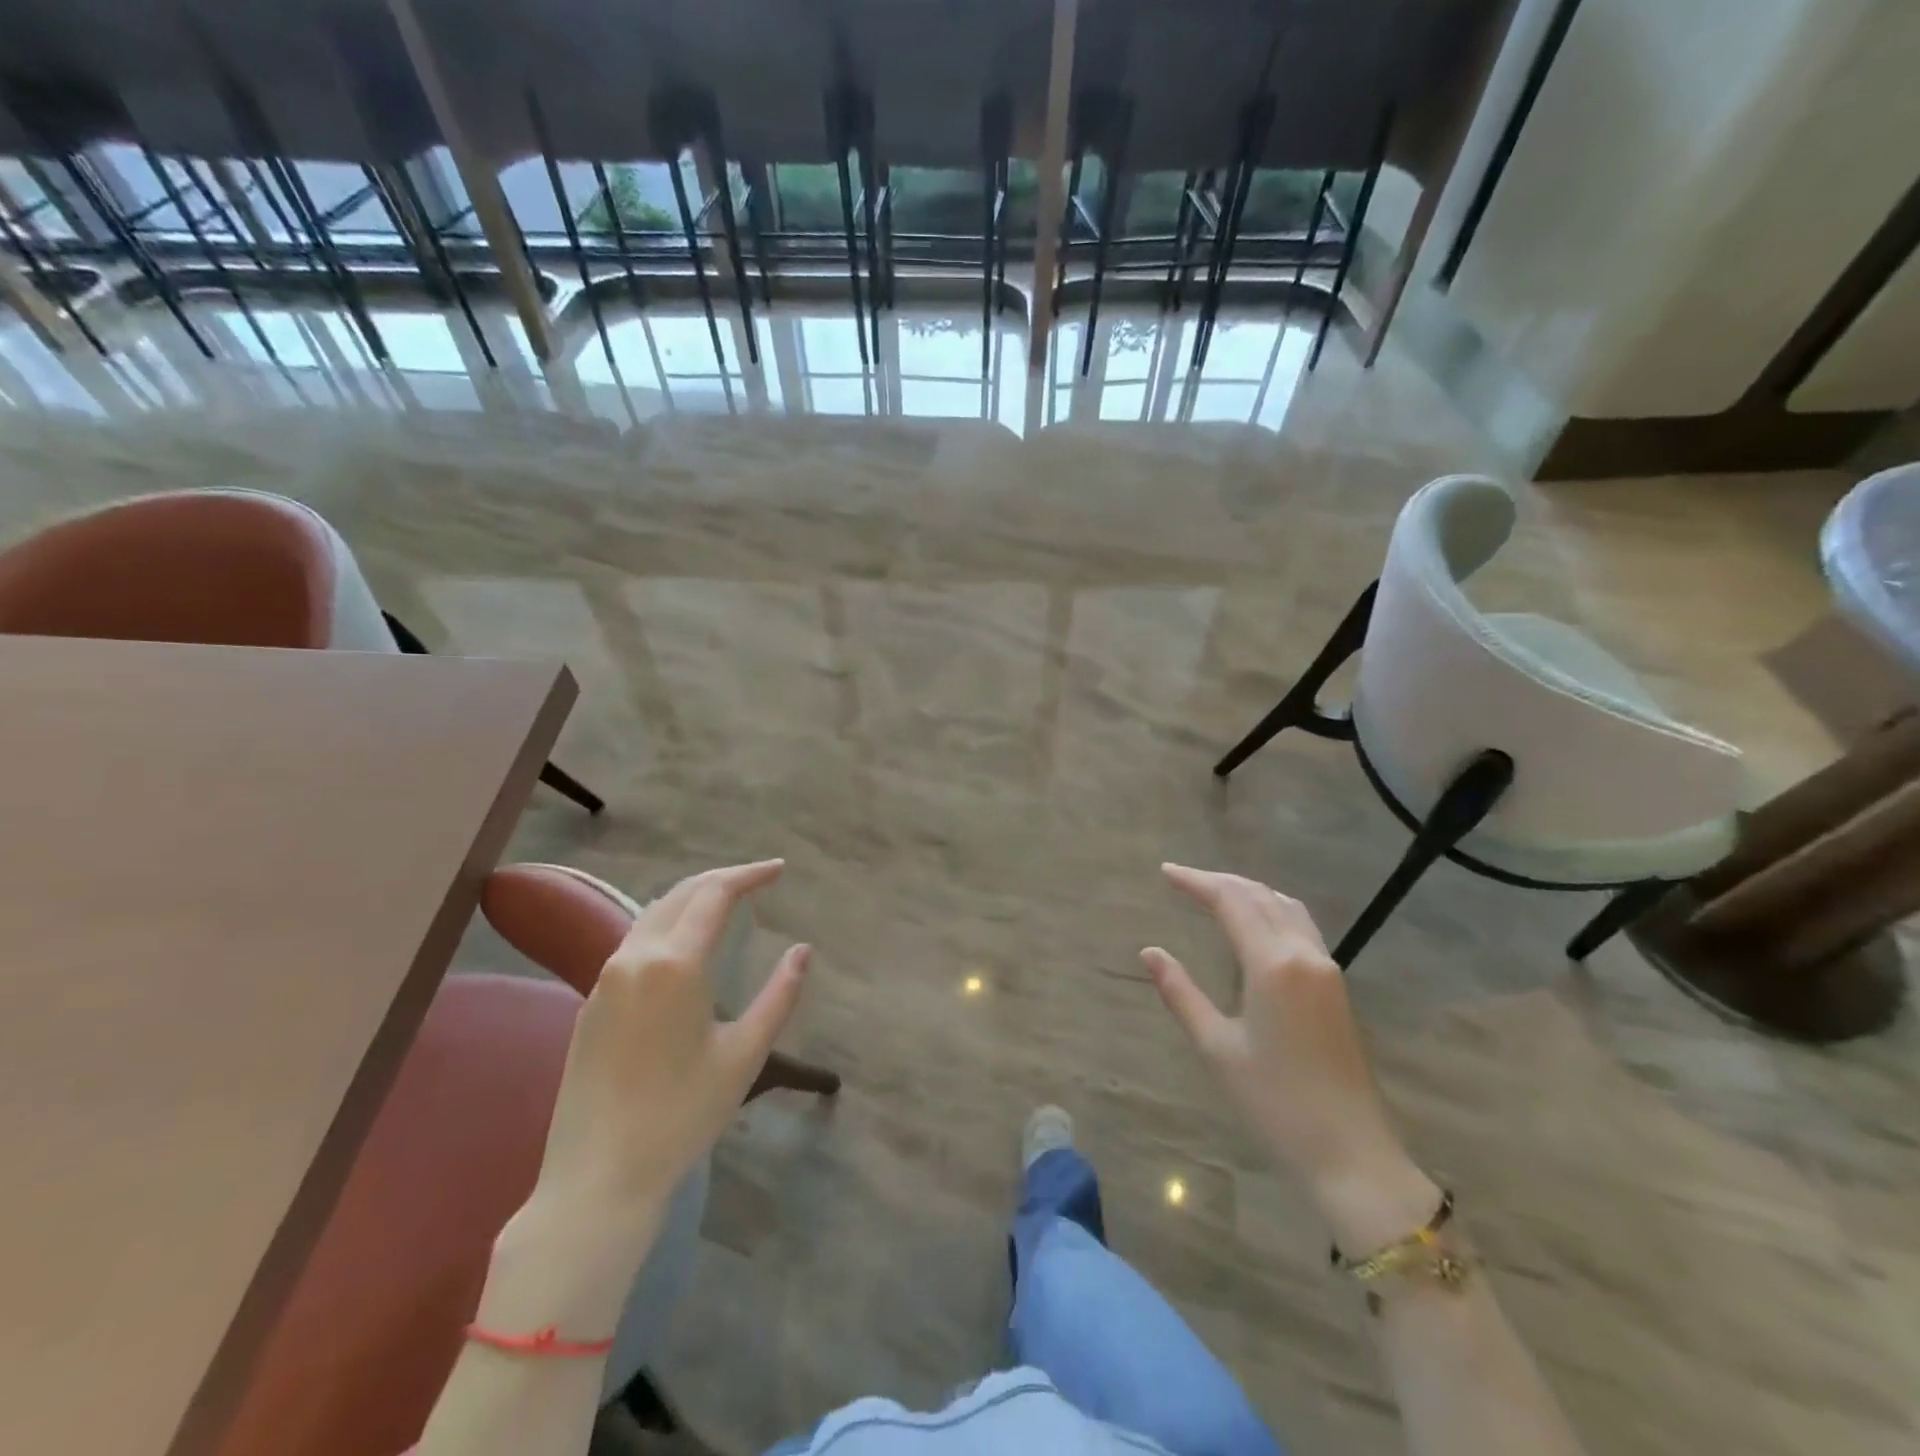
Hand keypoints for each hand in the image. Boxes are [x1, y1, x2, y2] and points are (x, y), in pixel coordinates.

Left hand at [531, 859, 808, 1228]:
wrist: (597, 1177)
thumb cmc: (681, 1115)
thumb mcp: (744, 1055)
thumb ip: (780, 996)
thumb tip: (802, 951)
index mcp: (675, 963)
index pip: (715, 893)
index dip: (750, 875)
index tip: (779, 869)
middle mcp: (635, 957)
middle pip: (681, 893)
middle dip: (722, 878)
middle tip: (758, 878)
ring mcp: (605, 978)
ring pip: (653, 913)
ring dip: (692, 898)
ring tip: (727, 901)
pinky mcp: (590, 1002)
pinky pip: (634, 941)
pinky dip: (668, 924)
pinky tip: (685, 943)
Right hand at [1144, 864, 1433, 1244]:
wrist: (1351, 1155)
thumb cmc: (1275, 1104)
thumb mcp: (1217, 1047)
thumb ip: (1181, 993)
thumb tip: (1150, 952)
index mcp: (1273, 965)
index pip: (1231, 902)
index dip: (1197, 882)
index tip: (1166, 872)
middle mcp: (1304, 955)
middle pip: (1261, 896)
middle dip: (1221, 881)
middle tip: (1183, 879)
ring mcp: (1326, 970)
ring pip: (1286, 907)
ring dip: (1250, 890)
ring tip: (1215, 892)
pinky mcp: (1336, 987)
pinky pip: (1301, 927)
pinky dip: (1271, 909)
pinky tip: (1255, 924)